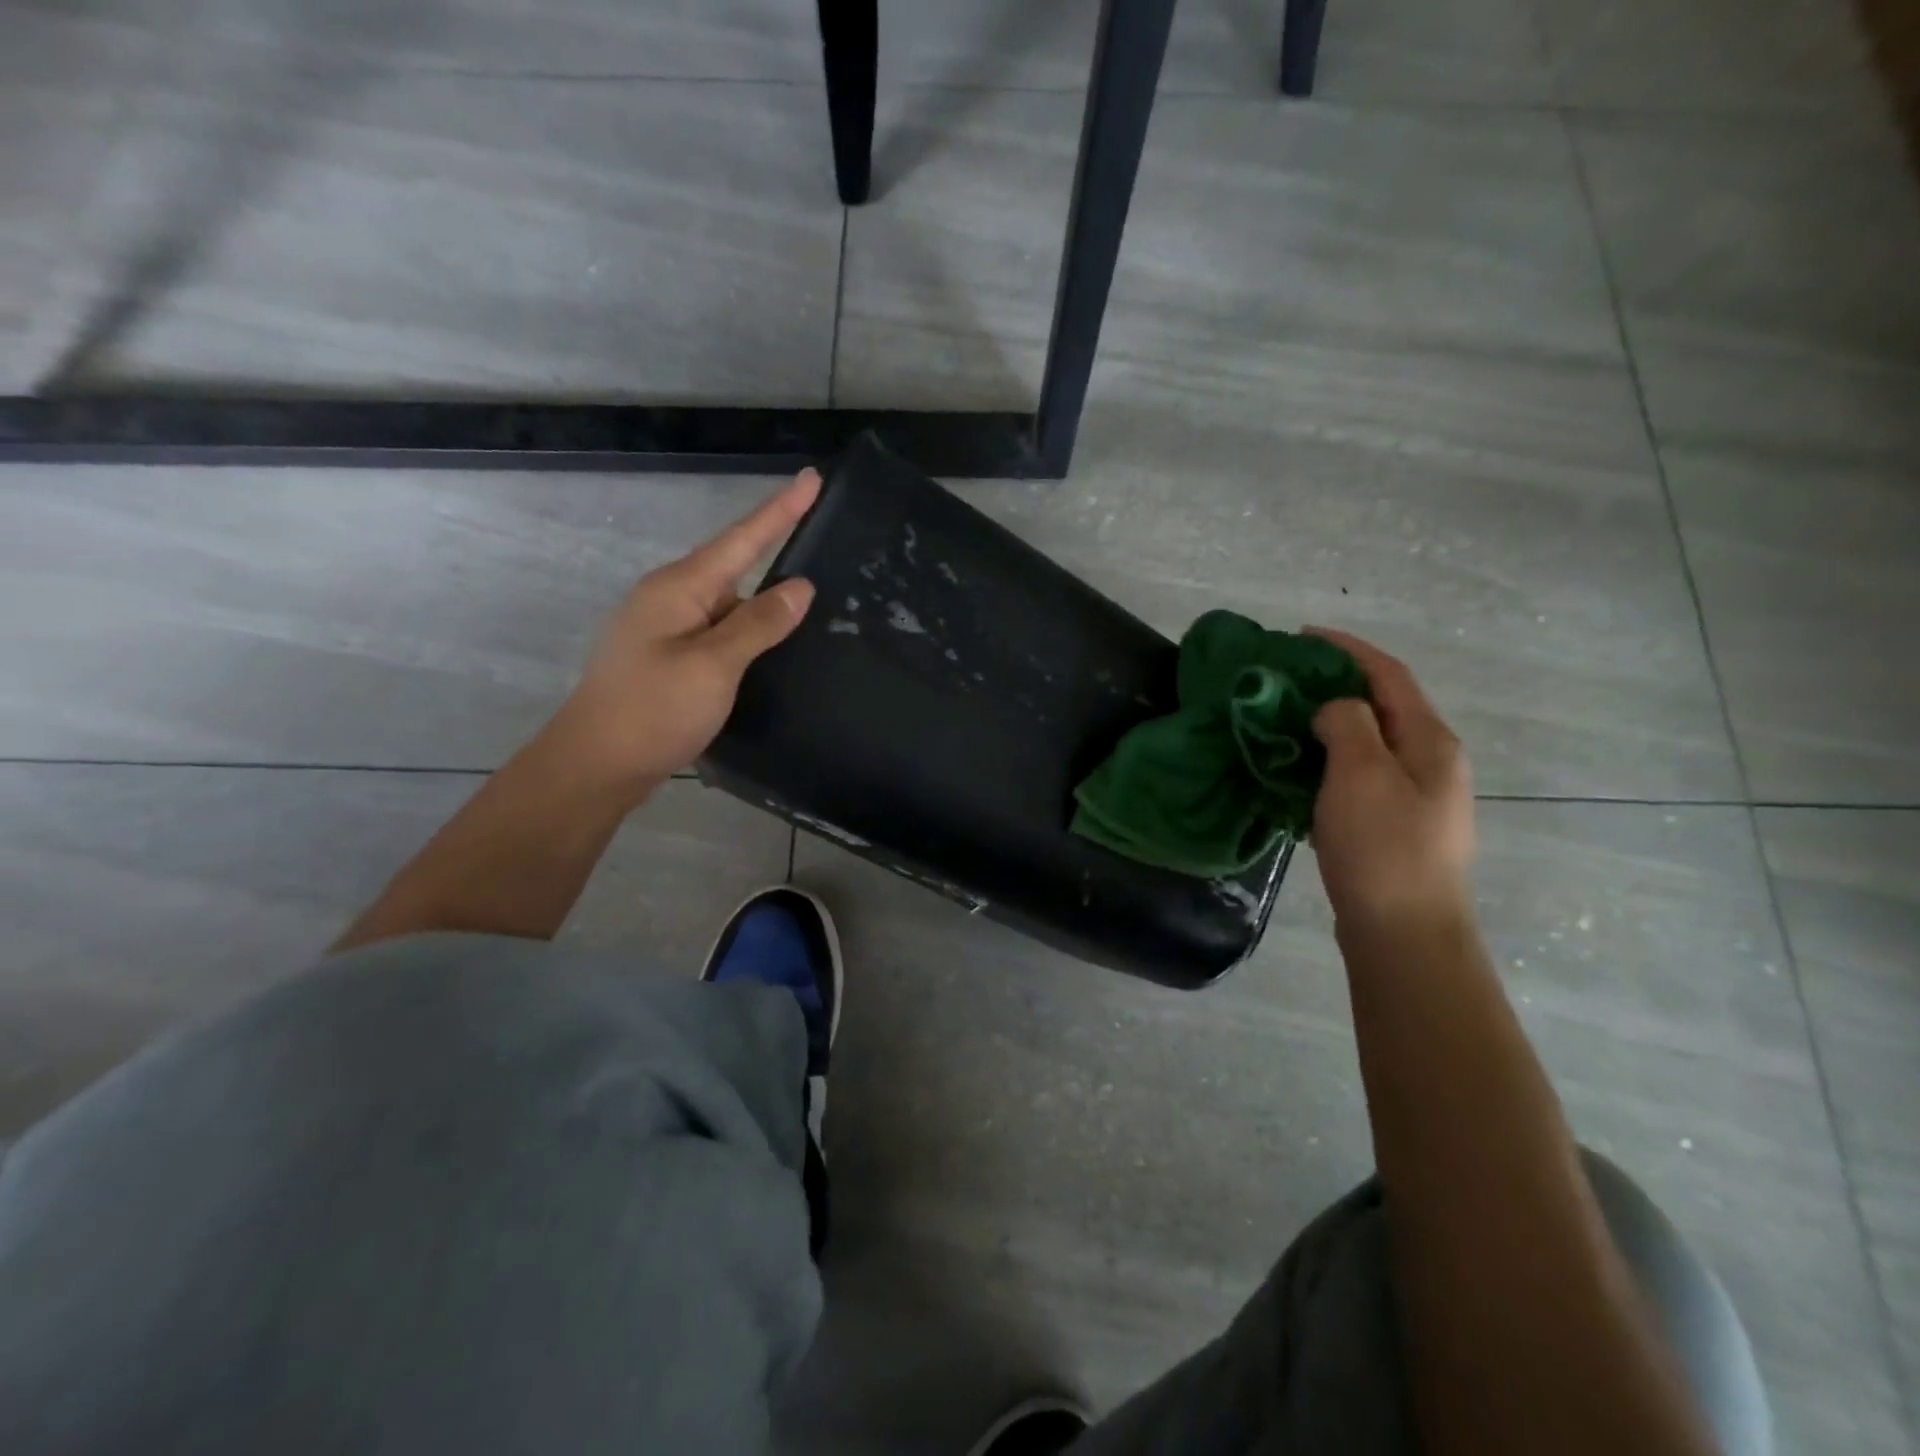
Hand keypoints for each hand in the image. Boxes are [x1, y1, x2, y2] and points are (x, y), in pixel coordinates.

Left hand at [551, 471, 819, 792]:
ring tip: (813, 615)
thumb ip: (759, 623)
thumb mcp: (713, 665)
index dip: (780, 510)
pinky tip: (772, 652)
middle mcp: (672, 599)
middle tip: (828, 554)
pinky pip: (720, 635)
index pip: (742, 539)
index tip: (812, 479)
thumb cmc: (653, 710)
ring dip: (766, 611)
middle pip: (736, 570)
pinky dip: (749, 638)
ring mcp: (668, 630)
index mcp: (680, 588)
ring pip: (730, 608)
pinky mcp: (671, 660)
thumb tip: (800, 587)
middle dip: (777, 560)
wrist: (597, 766)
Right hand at [1305, 627, 1474, 929]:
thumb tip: (1336, 708)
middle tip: (1286, 682)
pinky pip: (1361, 777)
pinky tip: (1300, 773)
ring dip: (1329, 725)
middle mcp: (1433, 763)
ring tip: (1285, 723)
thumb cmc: (1382, 848)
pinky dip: (1330, 762)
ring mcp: (1418, 798)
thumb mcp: (1359, 773)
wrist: (1404, 934)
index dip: (1347, 649)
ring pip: (1370, 744)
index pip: (1389, 675)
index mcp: (1431, 742)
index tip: (1302, 635)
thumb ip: (1347, 724)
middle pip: (1383, 707)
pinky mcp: (1397, 827)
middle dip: (1336, 686)